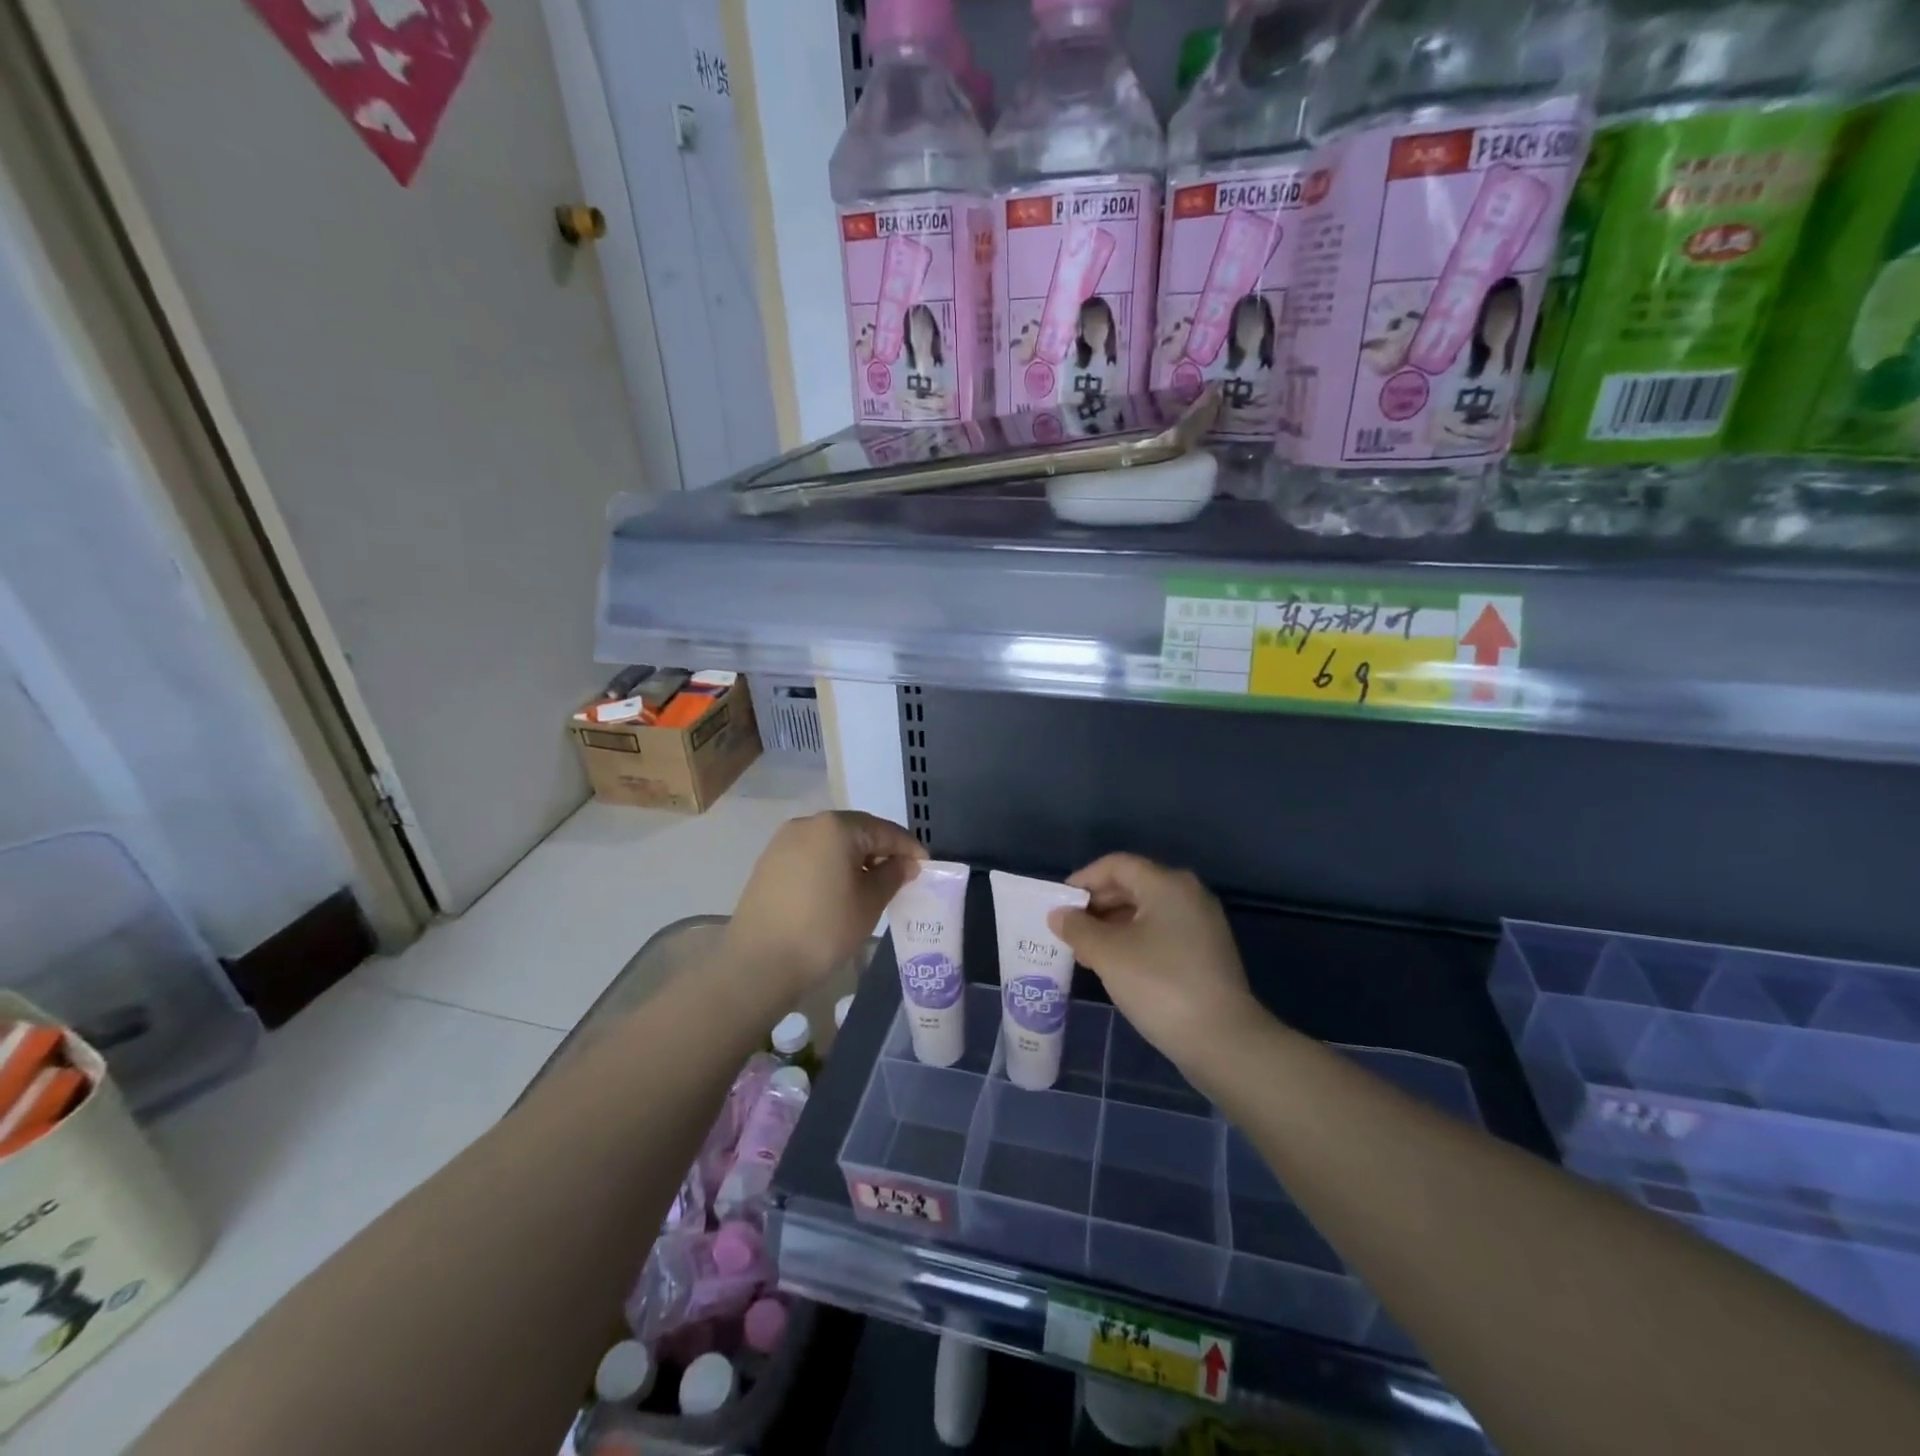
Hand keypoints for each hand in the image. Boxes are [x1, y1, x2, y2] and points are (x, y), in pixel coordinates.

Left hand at [724, 811, 924, 1002]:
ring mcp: (784, 842)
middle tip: (901, 875)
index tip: (926, 866)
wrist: (757, 964)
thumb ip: (892, 876)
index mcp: (836, 827)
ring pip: (832, 843)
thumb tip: (906, 863)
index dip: (908, 848)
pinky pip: (811, 855)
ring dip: (855, 859)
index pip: (884, 830)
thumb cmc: (823, 929)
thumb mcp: (869, 903)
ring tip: (872, 885)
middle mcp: (808, 824)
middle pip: (856, 831)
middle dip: (881, 851)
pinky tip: (839, 890)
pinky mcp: (769, 862)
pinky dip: (831, 866)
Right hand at [1048, 853, 1261, 1071]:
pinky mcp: (1206, 952)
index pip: (1116, 865)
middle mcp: (1188, 894)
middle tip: (1068, 930)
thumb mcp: (1108, 954)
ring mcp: (1201, 924)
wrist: (1223, 1040)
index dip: (1083, 879)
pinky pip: (1161, 932)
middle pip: (1132, 885)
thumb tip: (1059, 915)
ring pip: (1146, 911)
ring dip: (1112, 926)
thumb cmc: (1160, 984)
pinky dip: (1134, 941)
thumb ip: (1078, 928)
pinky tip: (1115, 966)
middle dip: (1096, 905)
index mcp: (1167, 884)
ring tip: (1085, 952)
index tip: (1059, 904)